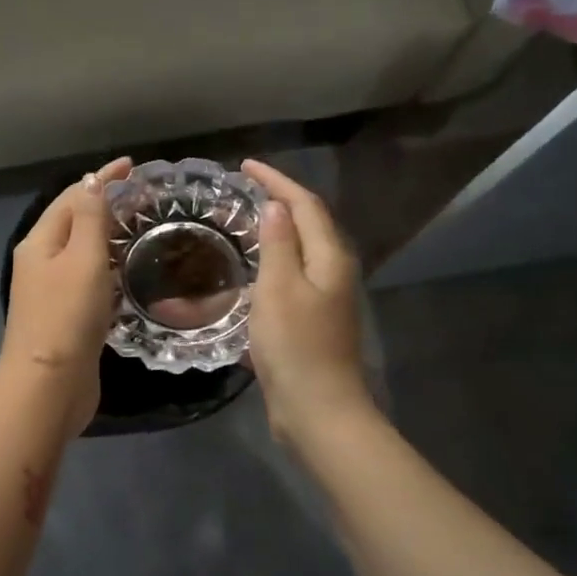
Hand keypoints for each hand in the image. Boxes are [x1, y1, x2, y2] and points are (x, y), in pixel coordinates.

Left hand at [0, 156, 132, 438]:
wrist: (49, 386)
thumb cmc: (67, 317)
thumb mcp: (83, 259)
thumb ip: (91, 218)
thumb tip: (92, 182)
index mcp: (40, 242)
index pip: (72, 197)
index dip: (101, 179)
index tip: (133, 167)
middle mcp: (41, 262)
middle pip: (74, 221)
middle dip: (104, 204)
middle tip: (143, 198)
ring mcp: (51, 291)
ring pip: (81, 252)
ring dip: (107, 235)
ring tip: (140, 228)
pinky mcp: (65, 317)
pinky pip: (87, 279)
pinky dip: (107, 267)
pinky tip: (127, 272)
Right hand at [241, 160, 373, 443]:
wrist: (317, 409)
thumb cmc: (296, 346)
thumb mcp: (279, 289)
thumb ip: (278, 244)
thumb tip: (277, 206)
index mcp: (330, 258)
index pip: (304, 205)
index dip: (277, 181)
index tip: (244, 166)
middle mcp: (333, 272)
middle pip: (308, 223)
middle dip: (279, 200)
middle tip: (243, 189)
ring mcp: (325, 298)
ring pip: (300, 250)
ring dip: (276, 230)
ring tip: (244, 220)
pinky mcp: (313, 320)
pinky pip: (292, 276)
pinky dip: (272, 261)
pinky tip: (252, 268)